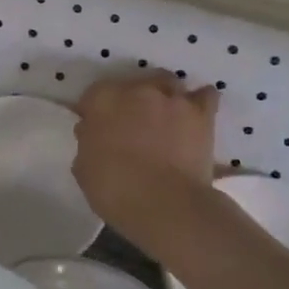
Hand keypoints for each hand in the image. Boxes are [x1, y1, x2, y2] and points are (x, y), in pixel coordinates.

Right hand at [73, 73, 219, 254]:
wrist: (165, 204)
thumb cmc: (114, 190)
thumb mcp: (83, 168)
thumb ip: (88, 143)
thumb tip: (93, 133)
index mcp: (102, 101)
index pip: (94, 95)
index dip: (95, 112)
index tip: (96, 129)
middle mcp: (137, 91)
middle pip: (133, 85)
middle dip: (131, 101)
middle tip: (131, 124)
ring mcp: (172, 100)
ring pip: (167, 83)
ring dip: (163, 96)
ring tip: (164, 117)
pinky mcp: (202, 114)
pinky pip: (205, 96)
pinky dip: (200, 101)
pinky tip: (194, 114)